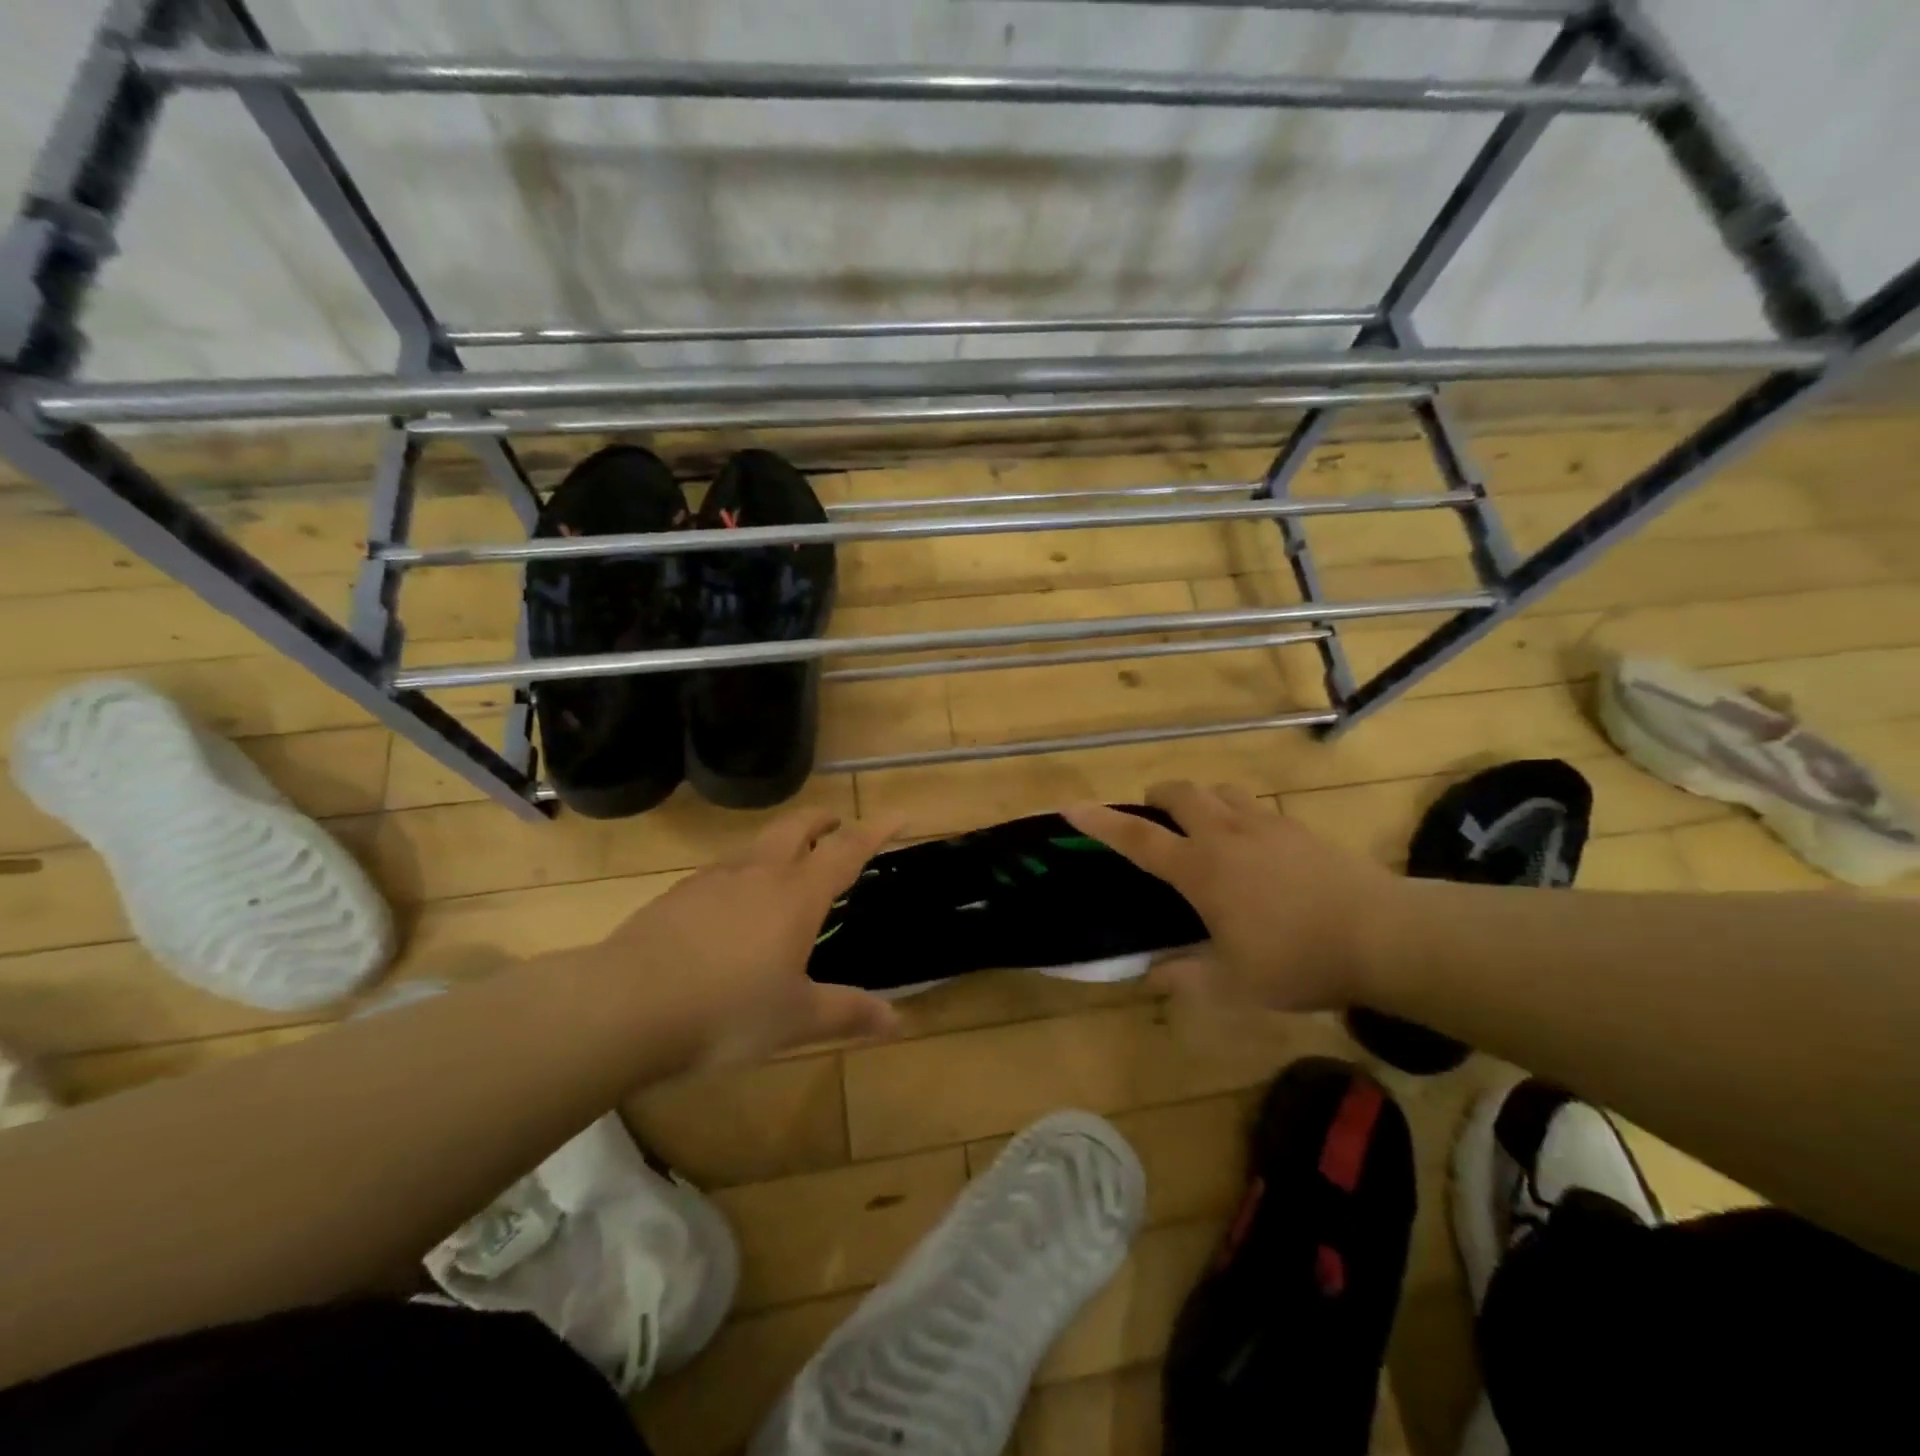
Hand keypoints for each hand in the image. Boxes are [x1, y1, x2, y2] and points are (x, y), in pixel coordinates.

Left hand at [604, 808, 906, 1069]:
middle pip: (796, 826)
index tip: (897, 814)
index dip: (875, 830)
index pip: (846, 850)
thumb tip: (897, 1020)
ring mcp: (713, 879)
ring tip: (787, 862)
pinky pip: (721, 870)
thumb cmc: (727, 1010)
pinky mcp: (677, 895)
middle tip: (836, 823)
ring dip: (780, 841)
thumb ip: (847, 1014)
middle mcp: (759, 874)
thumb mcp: (795, 1021)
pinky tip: (731, 905)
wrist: (626, 1005)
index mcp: (797, 895)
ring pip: (756, 844)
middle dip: (822, 819)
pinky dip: (742, 871)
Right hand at [1063, 781, 1401, 1013]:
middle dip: (1157, 797)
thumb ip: (1185, 978)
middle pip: (1180, 793)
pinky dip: (1240, 813)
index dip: (1100, 822)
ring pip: (1220, 791)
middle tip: (1154, 817)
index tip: (1070, 806)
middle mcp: (1226, 835)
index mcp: (1200, 869)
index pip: (1137, 839)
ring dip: (1201, 799)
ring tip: (1204, 826)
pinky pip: (1256, 805)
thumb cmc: (1298, 960)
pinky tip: (1255, 844)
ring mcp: (1266, 824)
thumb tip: (1150, 974)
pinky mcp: (1299, 827)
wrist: (1384, 935)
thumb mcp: (1234, 985)